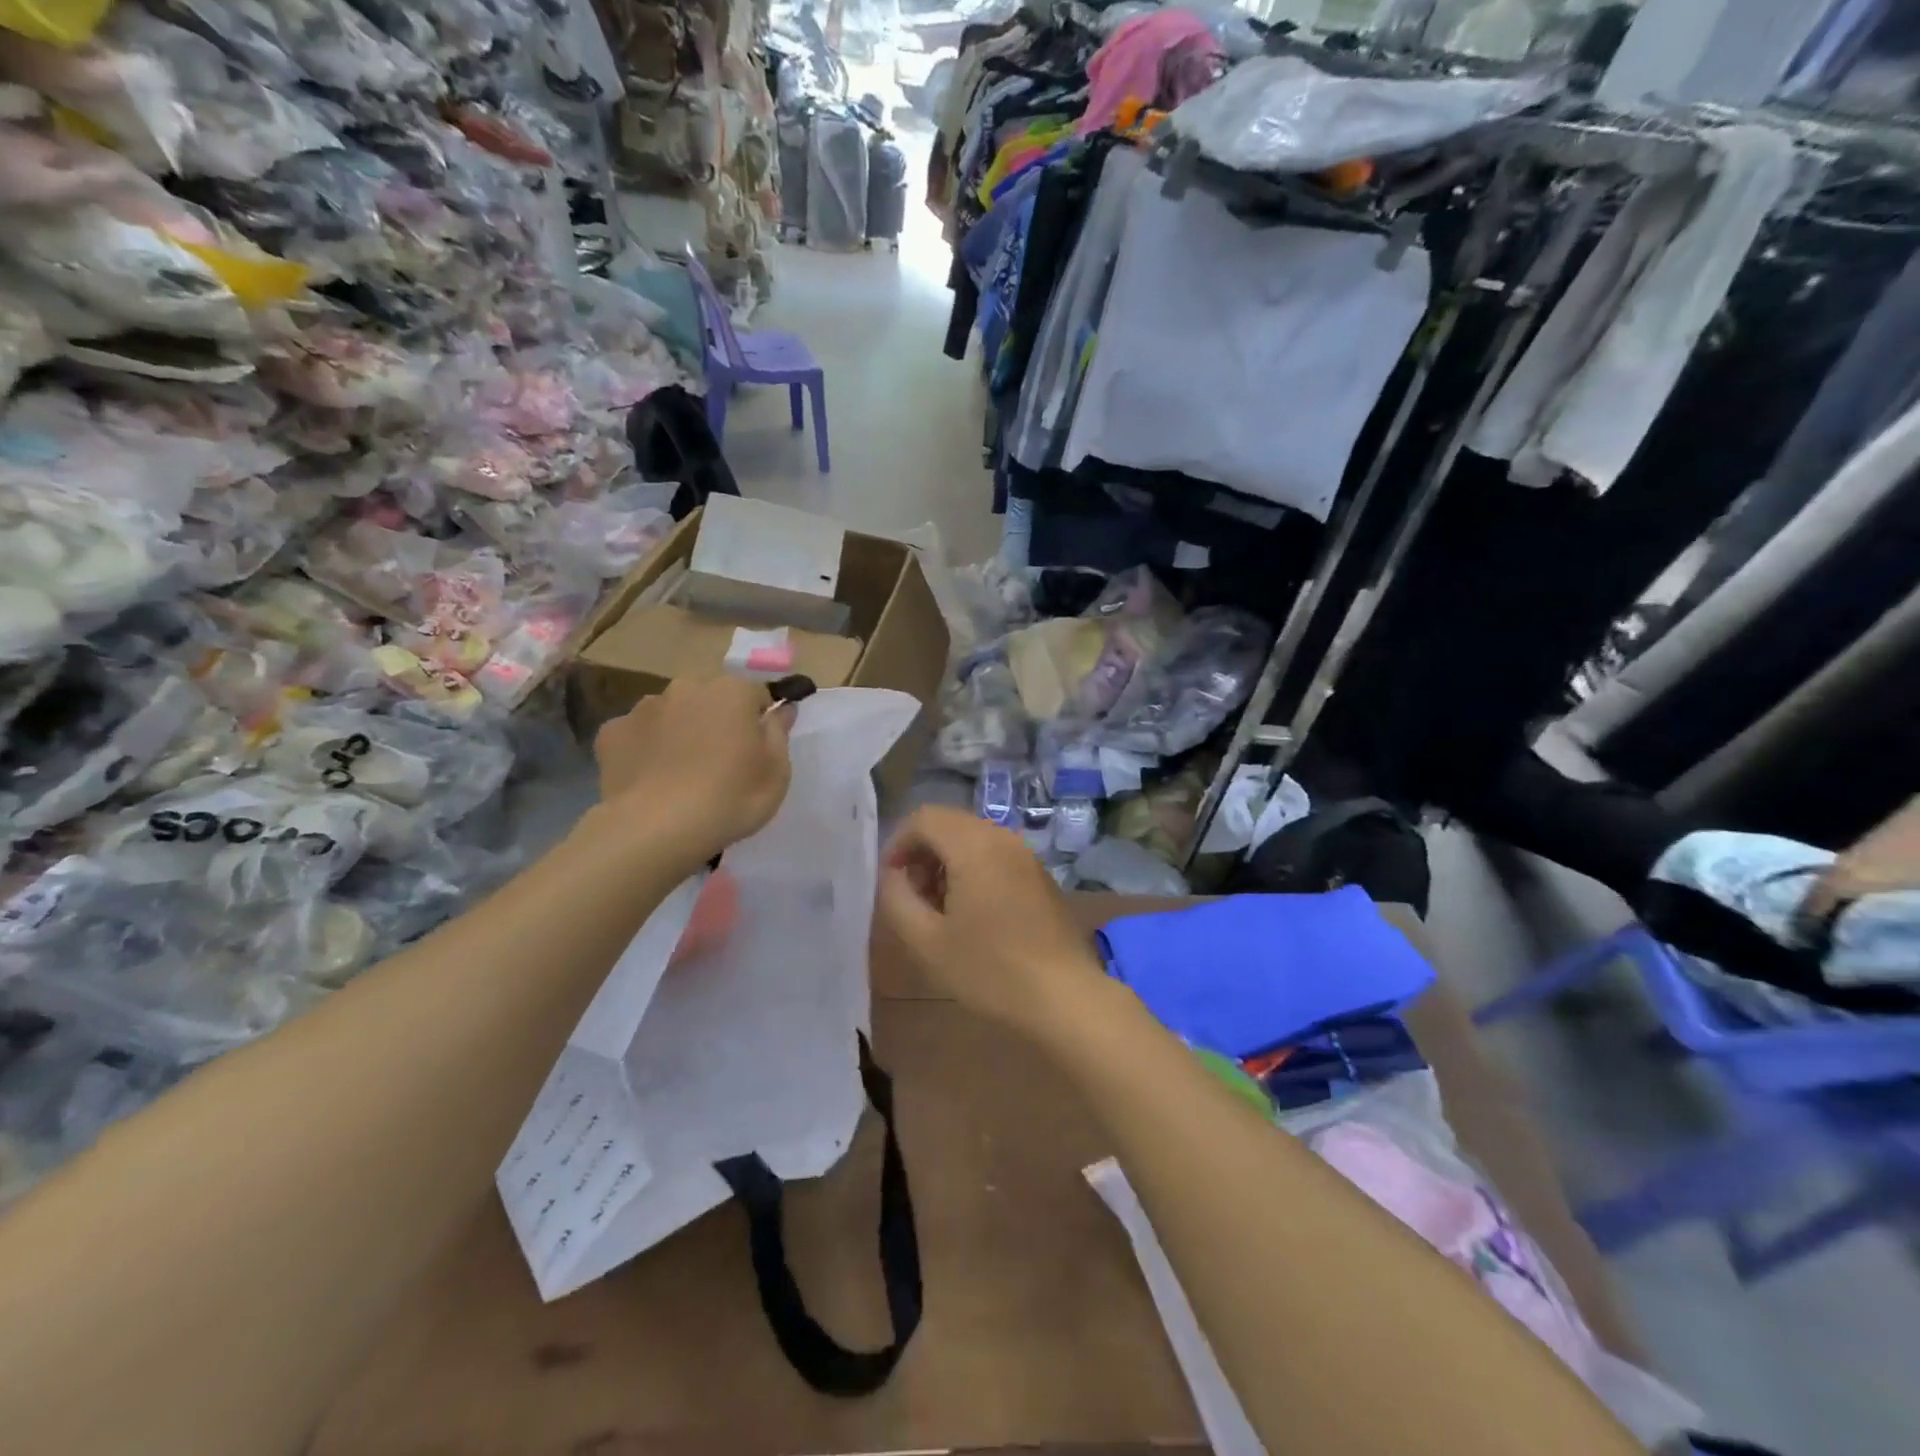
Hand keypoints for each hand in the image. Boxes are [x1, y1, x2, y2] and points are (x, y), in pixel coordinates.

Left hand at [593, 676, 792, 864]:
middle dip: (716, 721)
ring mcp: (644, 708)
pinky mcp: (611, 733)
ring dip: (680, 732)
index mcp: (732, 692)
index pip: (756, 694)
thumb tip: (780, 708)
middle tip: (721, 763)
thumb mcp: (777, 772)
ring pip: (672, 713)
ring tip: (681, 774)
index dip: (759, 720)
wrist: (656, 829)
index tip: (757, 750)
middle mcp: (687, 688)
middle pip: (710, 699)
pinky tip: (650, 779)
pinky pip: (637, 735)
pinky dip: (645, 749)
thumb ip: (779, 732)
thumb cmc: (730, 798)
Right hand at [876, 806, 1108, 1037]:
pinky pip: (995, 854)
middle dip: (921, 852)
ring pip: (972, 838)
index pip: (923, 818)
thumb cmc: (989, 969)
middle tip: (911, 896)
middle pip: (949, 823)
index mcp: (973, 845)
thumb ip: (897, 899)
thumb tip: (893, 876)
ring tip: (938, 907)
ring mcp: (1025, 854)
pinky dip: (972, 868)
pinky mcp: (1039, 874)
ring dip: (946, 861)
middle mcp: (1002, 837)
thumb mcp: (926, 941)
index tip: (889, 881)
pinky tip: (971, 913)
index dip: (897, 844)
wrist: (1063, 996)